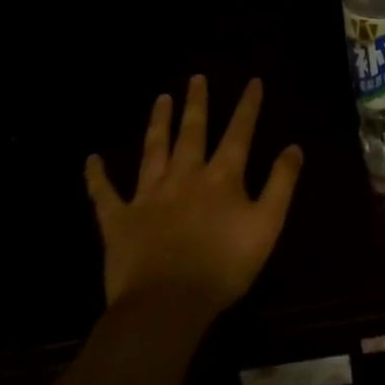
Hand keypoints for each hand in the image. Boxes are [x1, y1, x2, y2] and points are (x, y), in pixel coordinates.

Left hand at [85, 77, 303, 320]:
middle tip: (196, 77)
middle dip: (197, 103)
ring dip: (158, 123)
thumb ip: (281, 183)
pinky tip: (90, 159)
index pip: (239, 132)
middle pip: (192, 132)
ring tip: (161, 98)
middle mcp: (185, 176)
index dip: (248, 106)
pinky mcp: (119, 221)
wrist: (165, 307)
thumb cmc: (223, 267)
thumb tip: (294, 146)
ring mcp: (149, 196)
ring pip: (154, 150)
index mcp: (221, 177)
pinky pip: (104, 195)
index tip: (253, 81)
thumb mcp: (267, 225)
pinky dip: (97, 177)